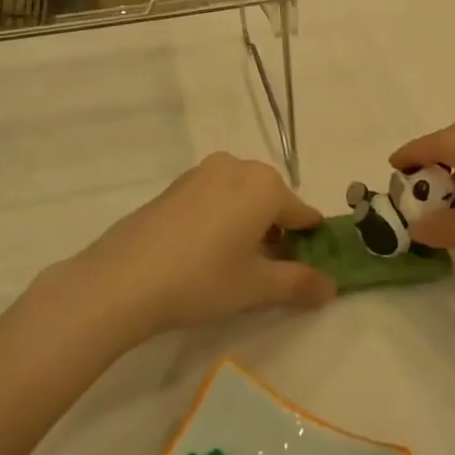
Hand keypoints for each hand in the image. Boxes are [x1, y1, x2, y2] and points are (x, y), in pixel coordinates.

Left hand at [36, 153, 335, 344]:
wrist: (123, 279)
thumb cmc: (203, 279)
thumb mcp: (257, 287)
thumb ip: (299, 283)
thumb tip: (331, 287)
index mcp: (265, 185)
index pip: (302, 213)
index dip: (309, 242)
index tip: (309, 268)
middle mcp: (237, 167)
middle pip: (271, 200)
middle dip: (277, 232)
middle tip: (269, 272)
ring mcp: (201, 173)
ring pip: (240, 197)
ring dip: (247, 224)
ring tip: (235, 265)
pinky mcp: (174, 186)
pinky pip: (213, 198)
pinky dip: (220, 219)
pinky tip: (205, 253)